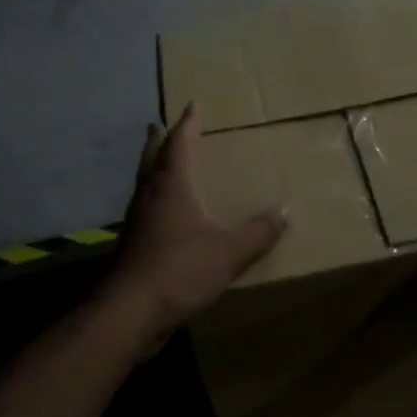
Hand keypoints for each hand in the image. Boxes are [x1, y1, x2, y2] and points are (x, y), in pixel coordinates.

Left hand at [109, 103, 287, 338]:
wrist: (130, 311)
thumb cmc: (180, 268)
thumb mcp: (229, 251)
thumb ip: (258, 232)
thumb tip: (286, 212)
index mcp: (172, 186)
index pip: (180, 144)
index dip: (188, 124)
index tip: (192, 105)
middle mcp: (151, 196)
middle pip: (152, 159)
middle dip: (158, 141)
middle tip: (158, 124)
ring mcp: (138, 222)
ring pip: (145, 184)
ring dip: (152, 168)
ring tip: (161, 163)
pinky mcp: (133, 246)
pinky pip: (145, 211)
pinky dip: (154, 200)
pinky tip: (164, 215)